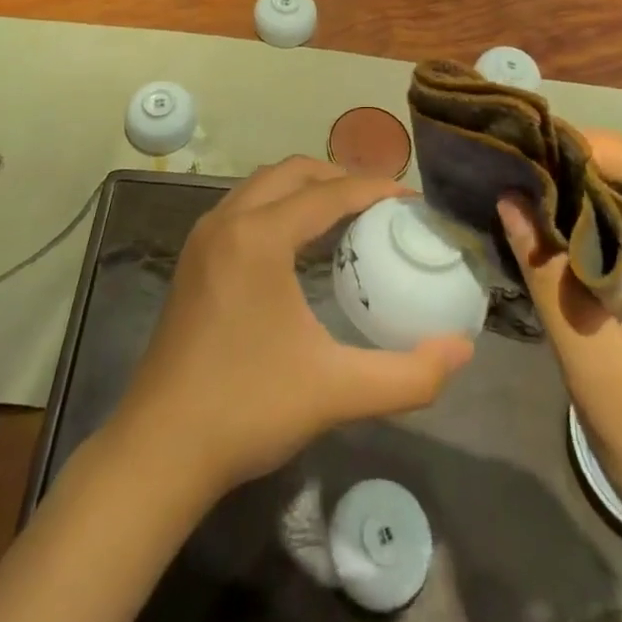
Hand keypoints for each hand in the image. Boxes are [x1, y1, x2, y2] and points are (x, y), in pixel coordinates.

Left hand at [113, 158, 473, 498]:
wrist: (159, 449)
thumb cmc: (248, 409)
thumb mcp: (337, 391)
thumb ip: (409, 375)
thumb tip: (462, 350)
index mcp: (259, 236)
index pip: (328, 193)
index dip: (374, 189)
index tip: (411, 200)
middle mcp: (228, 220)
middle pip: (292, 172)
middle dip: (339, 177)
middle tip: (381, 203)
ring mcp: (204, 237)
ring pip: (263, 185)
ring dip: (305, 187)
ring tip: (346, 214)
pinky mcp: (193, 259)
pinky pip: (244, 206)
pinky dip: (279, 205)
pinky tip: (300, 243)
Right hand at [499, 130, 621, 566]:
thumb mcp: (595, 365)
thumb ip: (549, 274)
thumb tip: (510, 199)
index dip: (590, 148)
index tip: (530, 149)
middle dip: (588, 162)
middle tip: (524, 165)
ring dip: (595, 190)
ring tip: (535, 186)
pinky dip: (608, 223)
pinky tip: (566, 229)